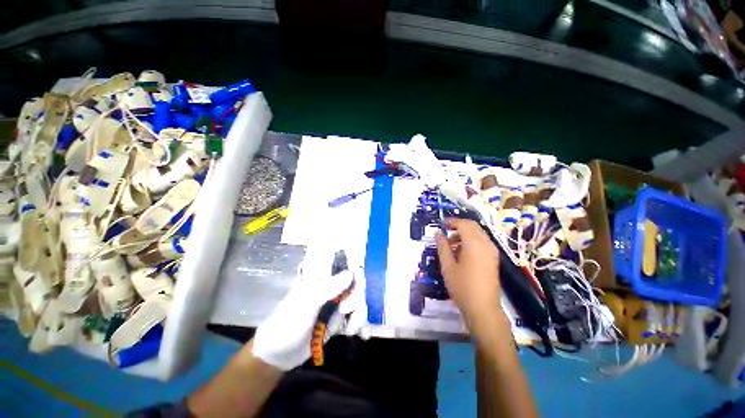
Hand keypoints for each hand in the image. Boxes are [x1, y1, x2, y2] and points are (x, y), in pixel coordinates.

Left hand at [252, 247, 359, 370]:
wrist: (279, 355)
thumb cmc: (288, 323)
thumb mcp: (306, 304)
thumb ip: (329, 288)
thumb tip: (351, 274)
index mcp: (321, 278)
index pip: (342, 263)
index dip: (354, 266)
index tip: (359, 279)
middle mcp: (331, 287)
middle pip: (355, 282)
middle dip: (356, 297)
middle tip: (345, 311)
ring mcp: (336, 303)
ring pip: (358, 299)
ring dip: (359, 314)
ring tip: (351, 329)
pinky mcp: (339, 319)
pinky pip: (355, 316)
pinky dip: (359, 324)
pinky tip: (360, 333)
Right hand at [435, 218, 501, 329]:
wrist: (483, 309)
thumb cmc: (462, 287)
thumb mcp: (447, 266)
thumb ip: (442, 246)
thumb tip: (438, 233)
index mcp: (474, 244)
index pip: (464, 224)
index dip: (451, 221)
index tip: (441, 223)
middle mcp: (486, 244)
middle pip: (473, 226)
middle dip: (458, 226)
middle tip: (445, 232)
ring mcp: (492, 251)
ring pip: (478, 234)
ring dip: (464, 234)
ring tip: (450, 244)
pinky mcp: (493, 259)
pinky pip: (482, 242)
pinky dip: (471, 241)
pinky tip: (461, 252)